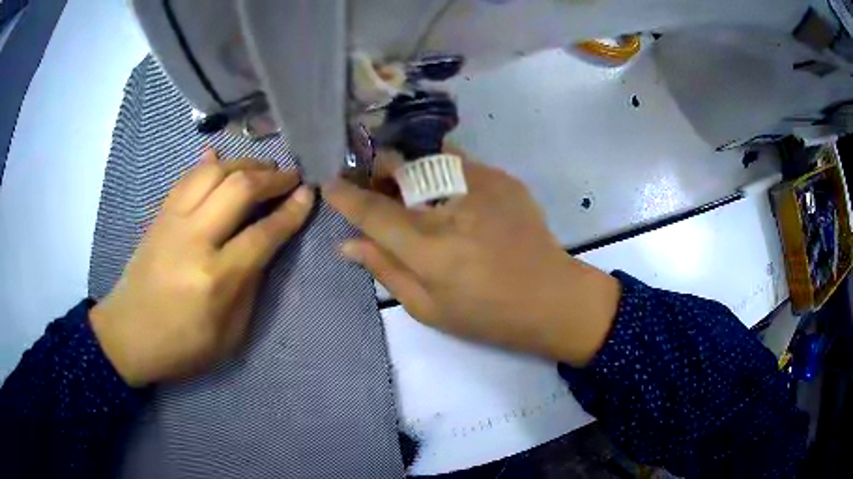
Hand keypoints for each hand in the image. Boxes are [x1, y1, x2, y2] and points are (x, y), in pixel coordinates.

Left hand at [90, 150, 314, 386]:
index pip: (263, 234)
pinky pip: (187, 178)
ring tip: (262, 169)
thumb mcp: (229, 335)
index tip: (309, 194)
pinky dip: (208, 164)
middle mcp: (194, 240)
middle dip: (272, 177)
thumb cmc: (182, 346)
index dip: (291, 212)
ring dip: (244, 164)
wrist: (128, 335)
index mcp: (216, 279)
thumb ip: (250, 287)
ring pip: (213, 172)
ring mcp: (172, 222)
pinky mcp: (159, 216)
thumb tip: (265, 244)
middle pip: (239, 189)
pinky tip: (220, 158)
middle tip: (290, 177)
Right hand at [324, 148, 619, 365]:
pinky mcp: (503, 178)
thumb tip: (347, 242)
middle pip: (399, 165)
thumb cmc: (488, 314)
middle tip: (372, 183)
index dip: (345, 195)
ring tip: (408, 185)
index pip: (373, 211)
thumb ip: (384, 269)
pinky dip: (439, 171)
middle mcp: (452, 206)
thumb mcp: (428, 308)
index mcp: (430, 248)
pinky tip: (446, 193)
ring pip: (427, 153)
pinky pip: (457, 161)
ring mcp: (482, 184)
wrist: (553, 298)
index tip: (328, 183)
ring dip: (407, 164)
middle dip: (376, 168)